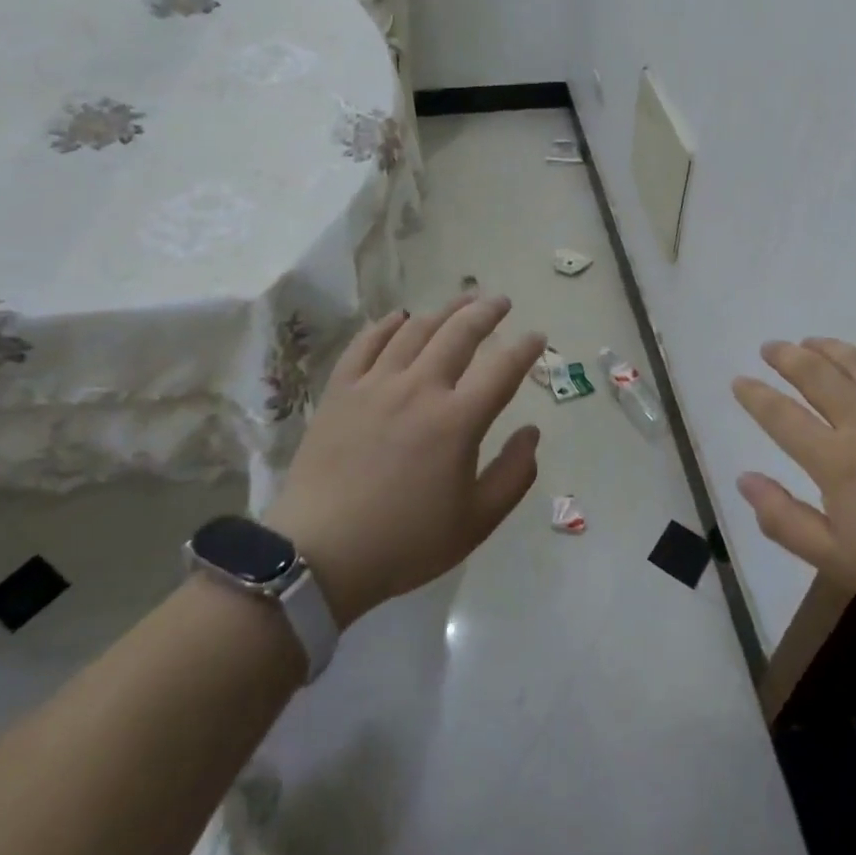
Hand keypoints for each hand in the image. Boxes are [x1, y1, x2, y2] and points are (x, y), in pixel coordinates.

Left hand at [264, 295, 547, 627]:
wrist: (318, 555)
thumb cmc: (405, 542)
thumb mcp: (476, 522)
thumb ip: (514, 474)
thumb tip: (532, 433)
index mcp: (457, 421)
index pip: (502, 369)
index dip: (525, 348)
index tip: (537, 337)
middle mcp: (420, 389)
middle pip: (459, 334)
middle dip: (486, 312)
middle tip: (500, 301)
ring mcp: (375, 385)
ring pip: (415, 330)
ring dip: (444, 310)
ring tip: (462, 299)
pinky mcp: (340, 391)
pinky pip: (366, 344)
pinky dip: (387, 325)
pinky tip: (400, 318)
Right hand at [732, 339, 855, 634]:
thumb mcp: (837, 561)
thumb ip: (784, 519)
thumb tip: (744, 479)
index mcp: (836, 461)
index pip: (782, 417)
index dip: (756, 396)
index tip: (739, 381)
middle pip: (817, 376)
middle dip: (787, 357)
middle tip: (771, 347)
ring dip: (829, 348)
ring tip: (811, 341)